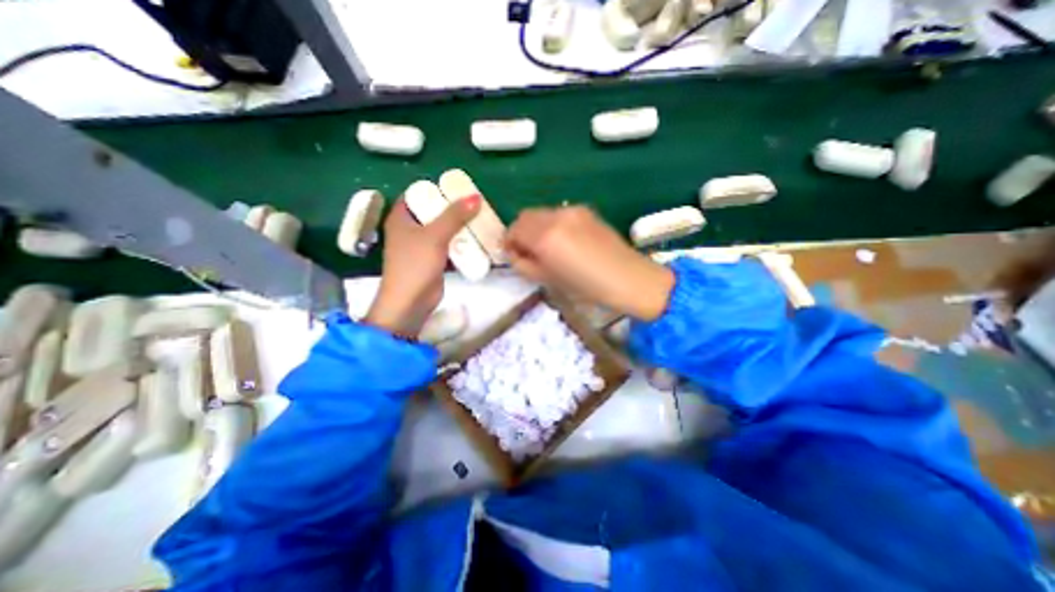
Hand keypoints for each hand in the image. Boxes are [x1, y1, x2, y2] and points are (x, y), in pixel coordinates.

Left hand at [364, 196, 477, 337]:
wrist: (410, 303)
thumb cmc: (415, 266)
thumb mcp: (434, 236)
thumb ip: (455, 216)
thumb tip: (475, 197)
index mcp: (401, 218)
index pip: (417, 194)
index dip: (436, 188)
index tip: (458, 187)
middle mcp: (410, 229)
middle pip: (433, 212)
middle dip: (453, 208)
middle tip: (476, 204)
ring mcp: (422, 246)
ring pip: (443, 229)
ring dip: (459, 226)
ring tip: (480, 219)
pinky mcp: (433, 261)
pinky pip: (449, 245)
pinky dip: (461, 242)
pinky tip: (477, 239)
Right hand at [505, 205, 670, 321]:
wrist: (628, 278)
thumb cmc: (587, 287)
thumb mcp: (548, 280)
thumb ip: (524, 264)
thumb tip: (515, 253)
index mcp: (545, 237)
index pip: (514, 229)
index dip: (508, 242)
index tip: (512, 254)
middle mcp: (556, 217)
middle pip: (525, 216)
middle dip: (519, 232)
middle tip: (525, 250)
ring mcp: (572, 210)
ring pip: (541, 213)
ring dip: (535, 227)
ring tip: (545, 247)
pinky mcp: (585, 210)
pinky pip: (558, 214)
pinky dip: (551, 224)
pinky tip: (564, 241)